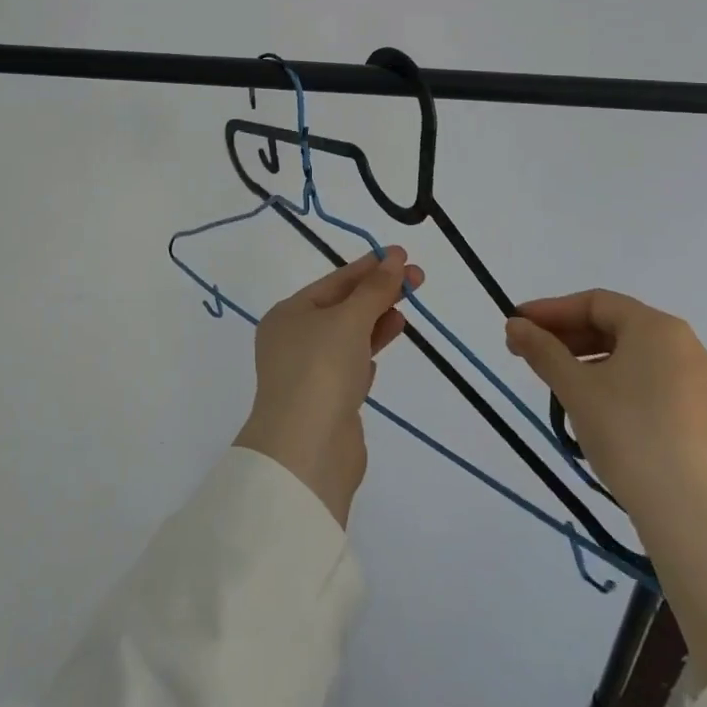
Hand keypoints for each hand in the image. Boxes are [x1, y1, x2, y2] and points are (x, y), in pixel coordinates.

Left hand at [234, 249, 421, 526]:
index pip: (334, 281)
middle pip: (342, 308)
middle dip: (378, 293)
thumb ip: (375, 289)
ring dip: (376, 323)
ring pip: (347, 338)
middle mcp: (293, 340)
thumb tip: (394, 257)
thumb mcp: (349, 319)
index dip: (369, 267)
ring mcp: (308, 374)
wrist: (307, 451)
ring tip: (406, 312)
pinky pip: (349, 369)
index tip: (402, 255)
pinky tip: (380, 352)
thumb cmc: (321, 369)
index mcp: (288, 314)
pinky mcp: (326, 404)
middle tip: (417, 279)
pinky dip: (365, 356)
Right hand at [504, 290, 706, 525]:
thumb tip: (515, 324)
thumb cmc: (629, 435)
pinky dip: (616, 382)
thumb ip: (542, 350)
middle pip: (615, 326)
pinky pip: (651, 382)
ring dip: (589, 360)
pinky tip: (594, 406)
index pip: (595, 303)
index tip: (517, 325)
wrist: (694, 518)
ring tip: (556, 381)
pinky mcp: (704, 418)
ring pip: (633, 356)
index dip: (551, 310)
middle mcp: (685, 346)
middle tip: (528, 352)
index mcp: (657, 327)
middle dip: (567, 335)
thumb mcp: (576, 388)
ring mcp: (700, 384)